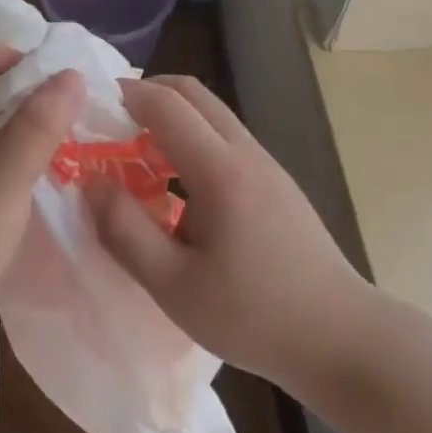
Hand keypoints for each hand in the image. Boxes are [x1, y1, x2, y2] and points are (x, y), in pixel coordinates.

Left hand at [0, 44, 83, 375]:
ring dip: (26, 130)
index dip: (29, 65)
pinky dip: (14, 157)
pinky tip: (42, 174)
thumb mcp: (4, 175)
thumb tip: (72, 75)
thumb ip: (39, 122)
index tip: (69, 91)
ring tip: (67, 146)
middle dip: (32, 99)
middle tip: (75, 120)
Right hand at [91, 75, 361, 391]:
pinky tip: (175, 187)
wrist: (343, 338)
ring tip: (135, 156)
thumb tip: (92, 183)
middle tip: (110, 123)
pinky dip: (191, 140)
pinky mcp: (276, 183)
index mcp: (221, 170)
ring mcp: (266, 165)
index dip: (124, 94)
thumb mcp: (174, 286)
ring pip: (211, 115)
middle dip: (147, 94)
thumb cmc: (254, 316)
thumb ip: (125, 230)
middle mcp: (246, 153)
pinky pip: (224, 140)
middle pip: (193, 94)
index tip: (88, 105)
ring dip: (170, 118)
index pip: (166, 104)